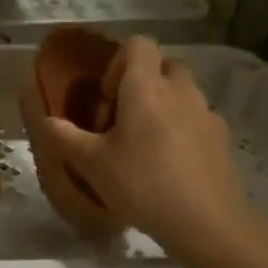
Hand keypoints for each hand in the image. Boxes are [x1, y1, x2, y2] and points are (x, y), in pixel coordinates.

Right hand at [31, 37, 247, 246]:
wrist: (207, 222)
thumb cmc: (142, 184)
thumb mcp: (92, 164)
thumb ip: (65, 137)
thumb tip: (46, 120)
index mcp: (146, 87)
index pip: (139, 44)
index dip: (118, 62)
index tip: (108, 96)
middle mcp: (180, 90)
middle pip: (165, 65)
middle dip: (145, 82)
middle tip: (125, 116)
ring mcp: (206, 113)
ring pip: (183, 93)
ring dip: (164, 106)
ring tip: (145, 145)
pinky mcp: (222, 138)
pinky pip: (197, 119)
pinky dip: (183, 130)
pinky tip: (170, 165)